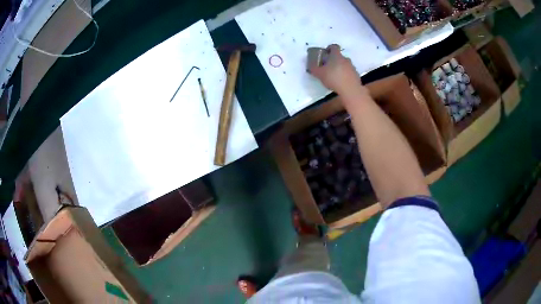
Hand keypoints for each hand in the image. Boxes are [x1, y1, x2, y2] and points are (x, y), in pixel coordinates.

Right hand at [308, 44, 361, 94]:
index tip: (325, 53)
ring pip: (345, 64)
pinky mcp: (356, 75)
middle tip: (328, 67)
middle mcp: (345, 59)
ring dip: (340, 67)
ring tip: (334, 76)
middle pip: (339, 56)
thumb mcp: (319, 74)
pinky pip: (349, 72)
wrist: (350, 90)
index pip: (334, 46)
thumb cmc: (333, 78)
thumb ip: (313, 68)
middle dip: (334, 60)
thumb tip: (310, 65)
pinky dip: (345, 75)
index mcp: (336, 55)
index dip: (329, 48)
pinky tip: (341, 82)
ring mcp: (352, 67)